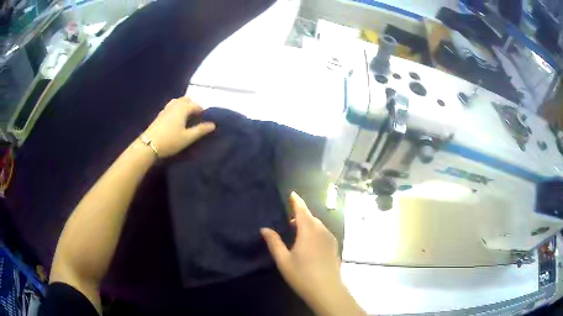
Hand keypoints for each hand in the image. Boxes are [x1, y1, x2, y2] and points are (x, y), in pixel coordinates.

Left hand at [142, 97, 214, 157]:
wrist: (149, 145)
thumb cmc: (170, 141)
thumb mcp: (188, 137)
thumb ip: (200, 130)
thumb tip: (213, 125)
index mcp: (183, 109)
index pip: (196, 105)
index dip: (202, 111)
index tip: (204, 119)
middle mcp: (175, 105)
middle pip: (186, 100)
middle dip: (193, 105)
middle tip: (196, 116)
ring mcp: (166, 109)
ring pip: (178, 101)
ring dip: (184, 105)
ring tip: (186, 116)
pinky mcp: (160, 114)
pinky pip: (171, 106)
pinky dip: (176, 108)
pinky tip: (176, 118)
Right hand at [261, 193, 364, 315]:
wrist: (327, 291)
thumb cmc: (302, 275)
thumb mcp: (283, 260)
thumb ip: (274, 242)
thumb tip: (265, 229)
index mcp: (308, 231)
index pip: (302, 210)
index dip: (296, 201)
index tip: (292, 194)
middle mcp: (322, 231)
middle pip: (310, 217)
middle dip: (300, 215)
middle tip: (289, 221)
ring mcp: (330, 239)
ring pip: (318, 225)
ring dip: (307, 224)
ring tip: (297, 233)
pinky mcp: (334, 247)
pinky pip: (323, 232)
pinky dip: (314, 231)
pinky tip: (309, 243)